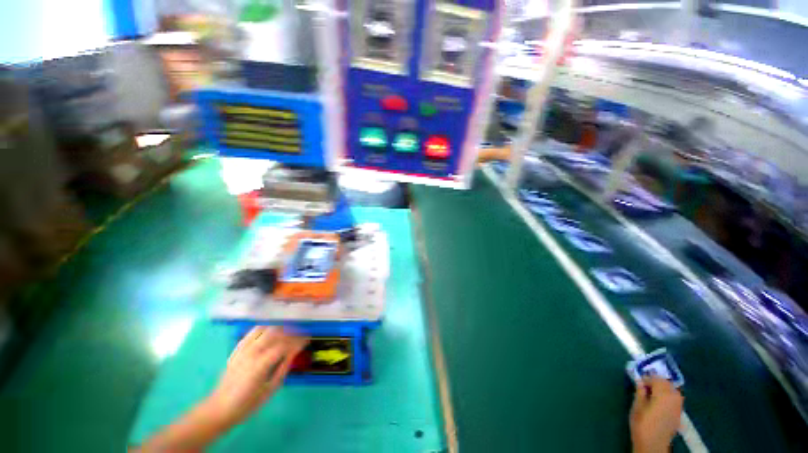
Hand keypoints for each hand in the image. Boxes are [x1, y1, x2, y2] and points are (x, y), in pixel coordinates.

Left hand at [205, 326, 308, 425]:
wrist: (219, 408)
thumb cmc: (247, 404)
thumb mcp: (270, 389)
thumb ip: (283, 368)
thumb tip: (295, 353)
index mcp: (260, 365)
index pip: (284, 345)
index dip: (298, 341)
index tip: (307, 340)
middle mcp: (251, 353)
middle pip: (276, 333)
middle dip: (291, 332)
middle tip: (300, 335)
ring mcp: (242, 349)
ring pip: (264, 329)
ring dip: (279, 328)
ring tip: (288, 332)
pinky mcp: (237, 349)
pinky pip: (252, 332)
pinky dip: (265, 328)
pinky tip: (271, 332)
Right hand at [630, 377, 683, 452]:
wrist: (653, 444)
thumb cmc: (642, 424)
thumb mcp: (637, 406)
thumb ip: (640, 392)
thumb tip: (640, 381)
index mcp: (663, 395)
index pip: (656, 379)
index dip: (647, 378)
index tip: (638, 381)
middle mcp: (674, 398)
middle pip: (667, 383)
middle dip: (656, 382)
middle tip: (645, 386)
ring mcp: (678, 406)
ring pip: (673, 390)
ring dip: (663, 388)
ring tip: (652, 393)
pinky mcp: (679, 413)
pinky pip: (675, 399)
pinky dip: (668, 396)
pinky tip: (660, 402)